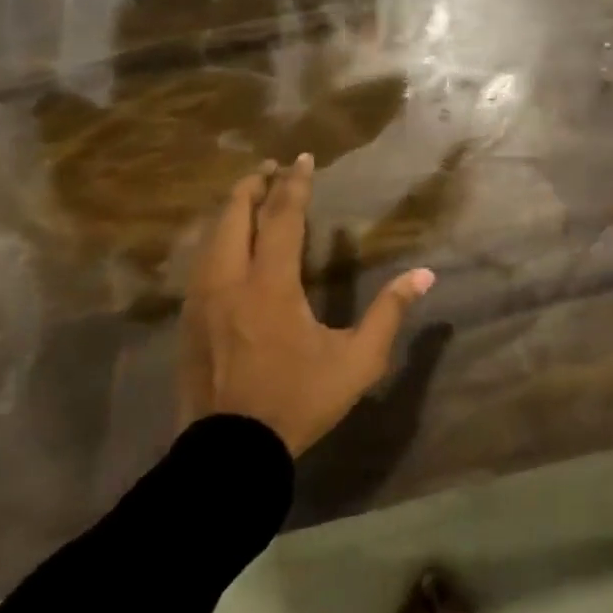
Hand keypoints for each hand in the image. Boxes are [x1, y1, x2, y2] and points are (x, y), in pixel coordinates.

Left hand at [179, 154, 435, 454]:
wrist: (230, 454)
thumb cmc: (298, 401)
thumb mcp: (357, 360)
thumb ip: (389, 312)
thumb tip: (424, 275)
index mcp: (270, 285)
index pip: (280, 218)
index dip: (294, 184)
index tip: (303, 158)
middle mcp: (229, 282)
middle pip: (234, 217)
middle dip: (253, 187)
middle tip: (270, 168)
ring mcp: (201, 302)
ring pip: (211, 239)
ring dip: (232, 212)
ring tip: (249, 196)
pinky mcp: (188, 322)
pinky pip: (201, 263)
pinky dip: (217, 240)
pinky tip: (227, 245)